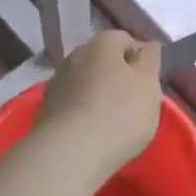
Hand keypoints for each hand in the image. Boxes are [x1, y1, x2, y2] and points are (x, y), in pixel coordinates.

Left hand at [39, 31, 163, 182]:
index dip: (141, 61)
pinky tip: (92, 133)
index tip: (149, 84)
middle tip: (134, 103)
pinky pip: (72, 104)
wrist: (70, 154)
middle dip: (118, 76)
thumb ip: (151, 59)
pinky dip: (83, 112)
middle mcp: (76, 54)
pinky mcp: (45, 109)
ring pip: (86, 82)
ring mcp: (57, 81)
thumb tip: (147, 45)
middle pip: (104, 61)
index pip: (127, 41)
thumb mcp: (149, 84)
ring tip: (112, 122)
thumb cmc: (120, 113)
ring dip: (98, 94)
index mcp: (103, 43)